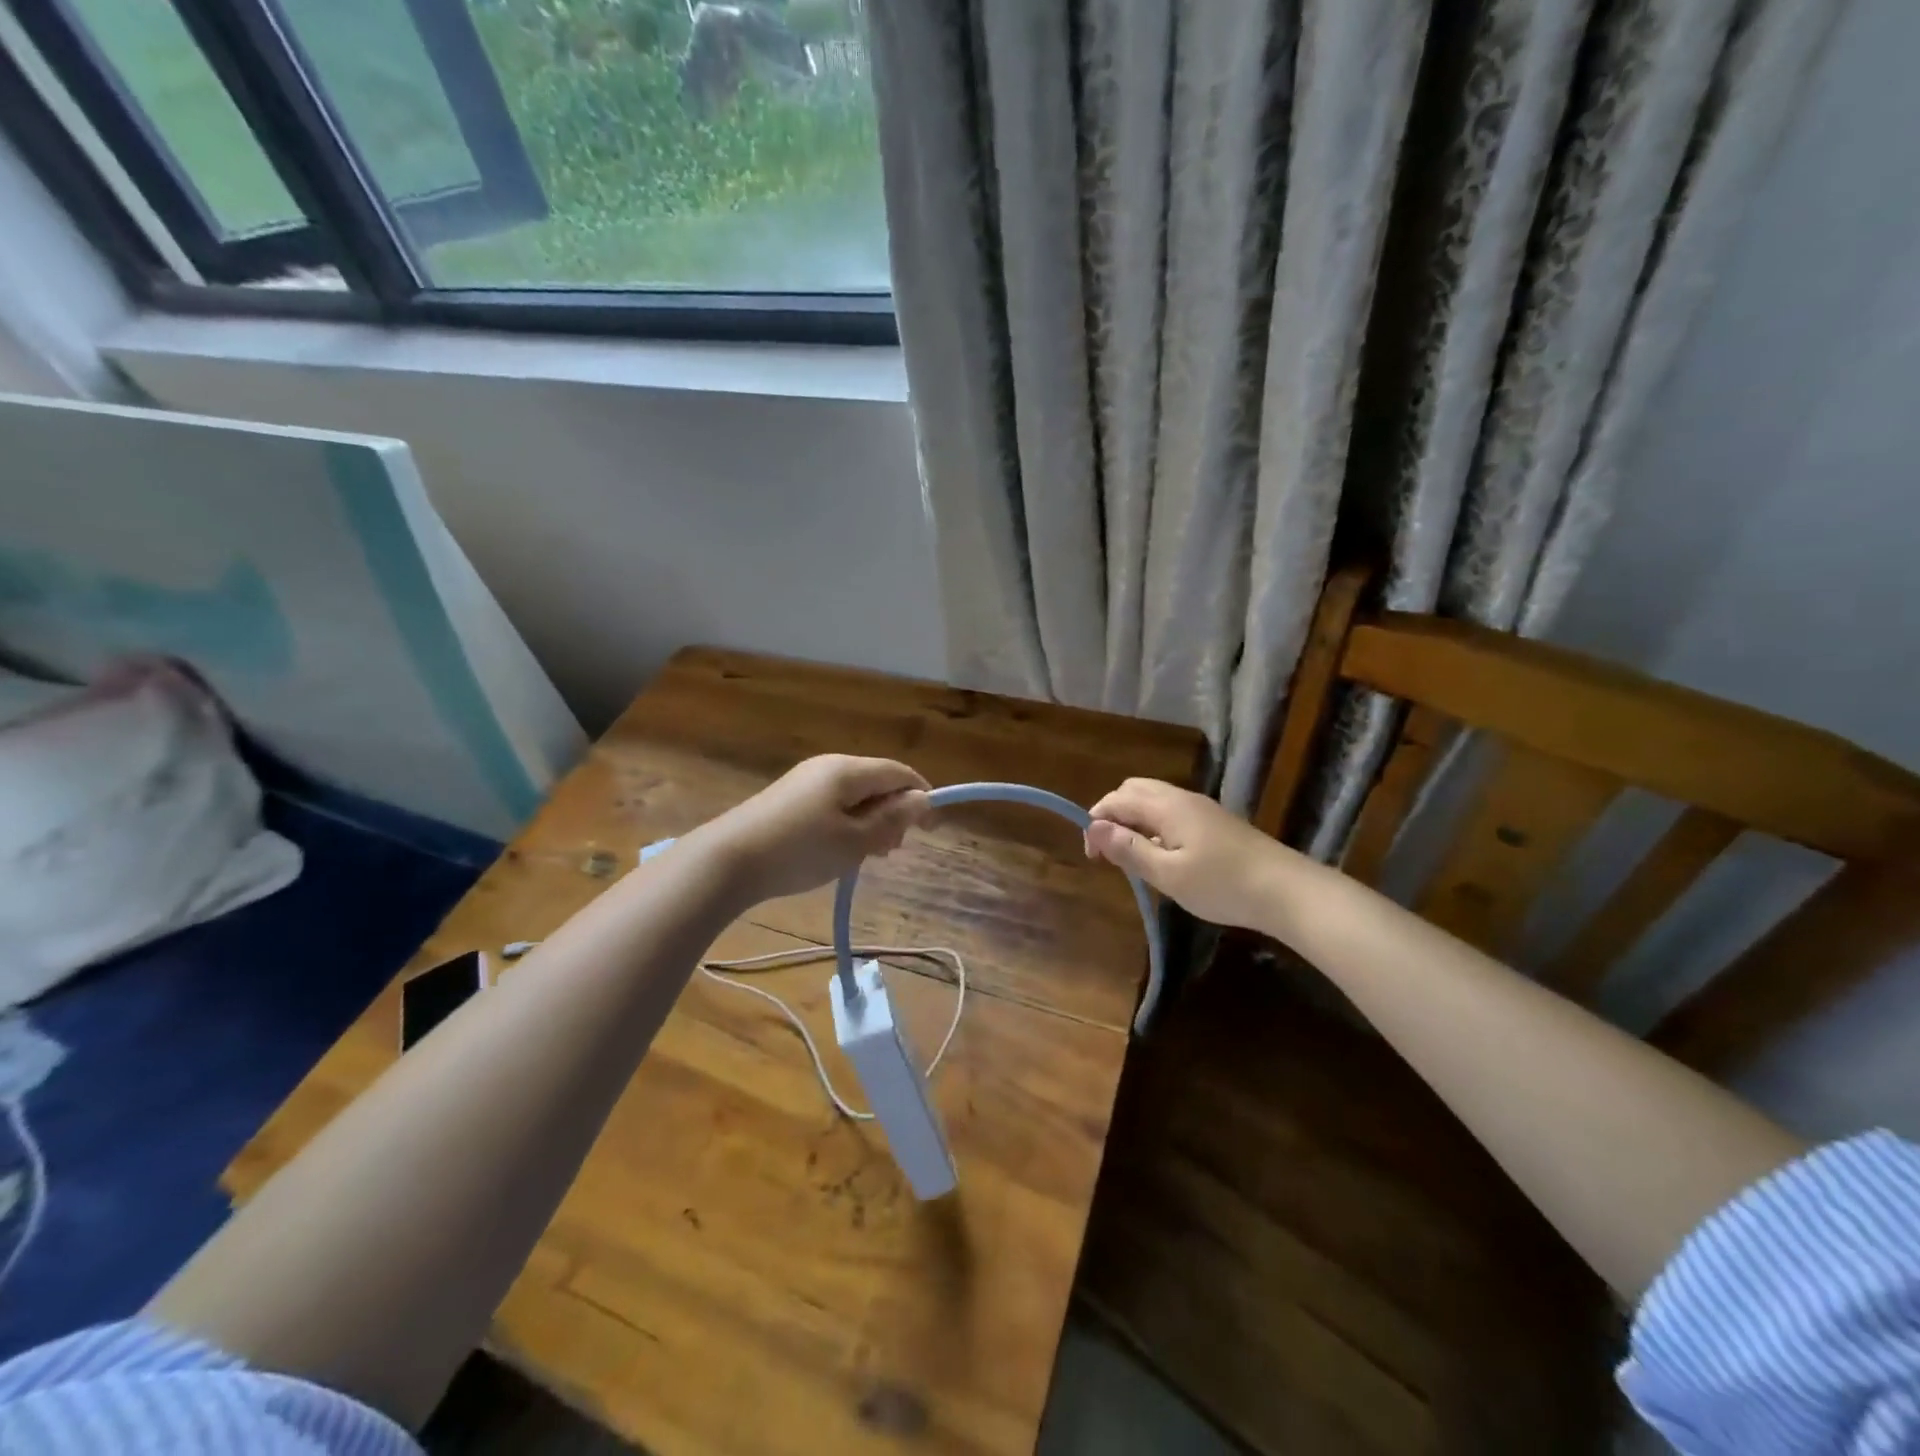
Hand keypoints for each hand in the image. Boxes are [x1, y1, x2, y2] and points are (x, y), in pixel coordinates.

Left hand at [701, 755, 931, 903]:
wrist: (727, 861)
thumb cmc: (799, 850)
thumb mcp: (854, 841)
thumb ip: (892, 819)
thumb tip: (923, 799)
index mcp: (848, 770)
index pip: (899, 772)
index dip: (921, 796)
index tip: (932, 830)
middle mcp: (828, 766)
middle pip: (877, 782)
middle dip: (893, 813)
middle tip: (890, 850)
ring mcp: (805, 781)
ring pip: (855, 795)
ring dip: (870, 822)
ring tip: (866, 856)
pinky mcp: (789, 799)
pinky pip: (832, 804)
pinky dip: (847, 824)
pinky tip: (838, 851)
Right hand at [1085, 778, 1287, 930]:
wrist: (1287, 890)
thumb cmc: (1222, 885)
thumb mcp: (1168, 875)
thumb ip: (1129, 850)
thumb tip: (1094, 828)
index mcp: (1166, 806)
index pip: (1116, 800)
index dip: (1096, 822)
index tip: (1093, 857)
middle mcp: (1181, 798)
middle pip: (1133, 790)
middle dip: (1113, 815)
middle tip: (1109, 853)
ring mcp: (1201, 808)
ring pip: (1153, 799)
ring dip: (1133, 820)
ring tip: (1132, 856)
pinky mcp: (1215, 821)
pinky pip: (1171, 811)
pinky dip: (1153, 824)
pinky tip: (1163, 855)